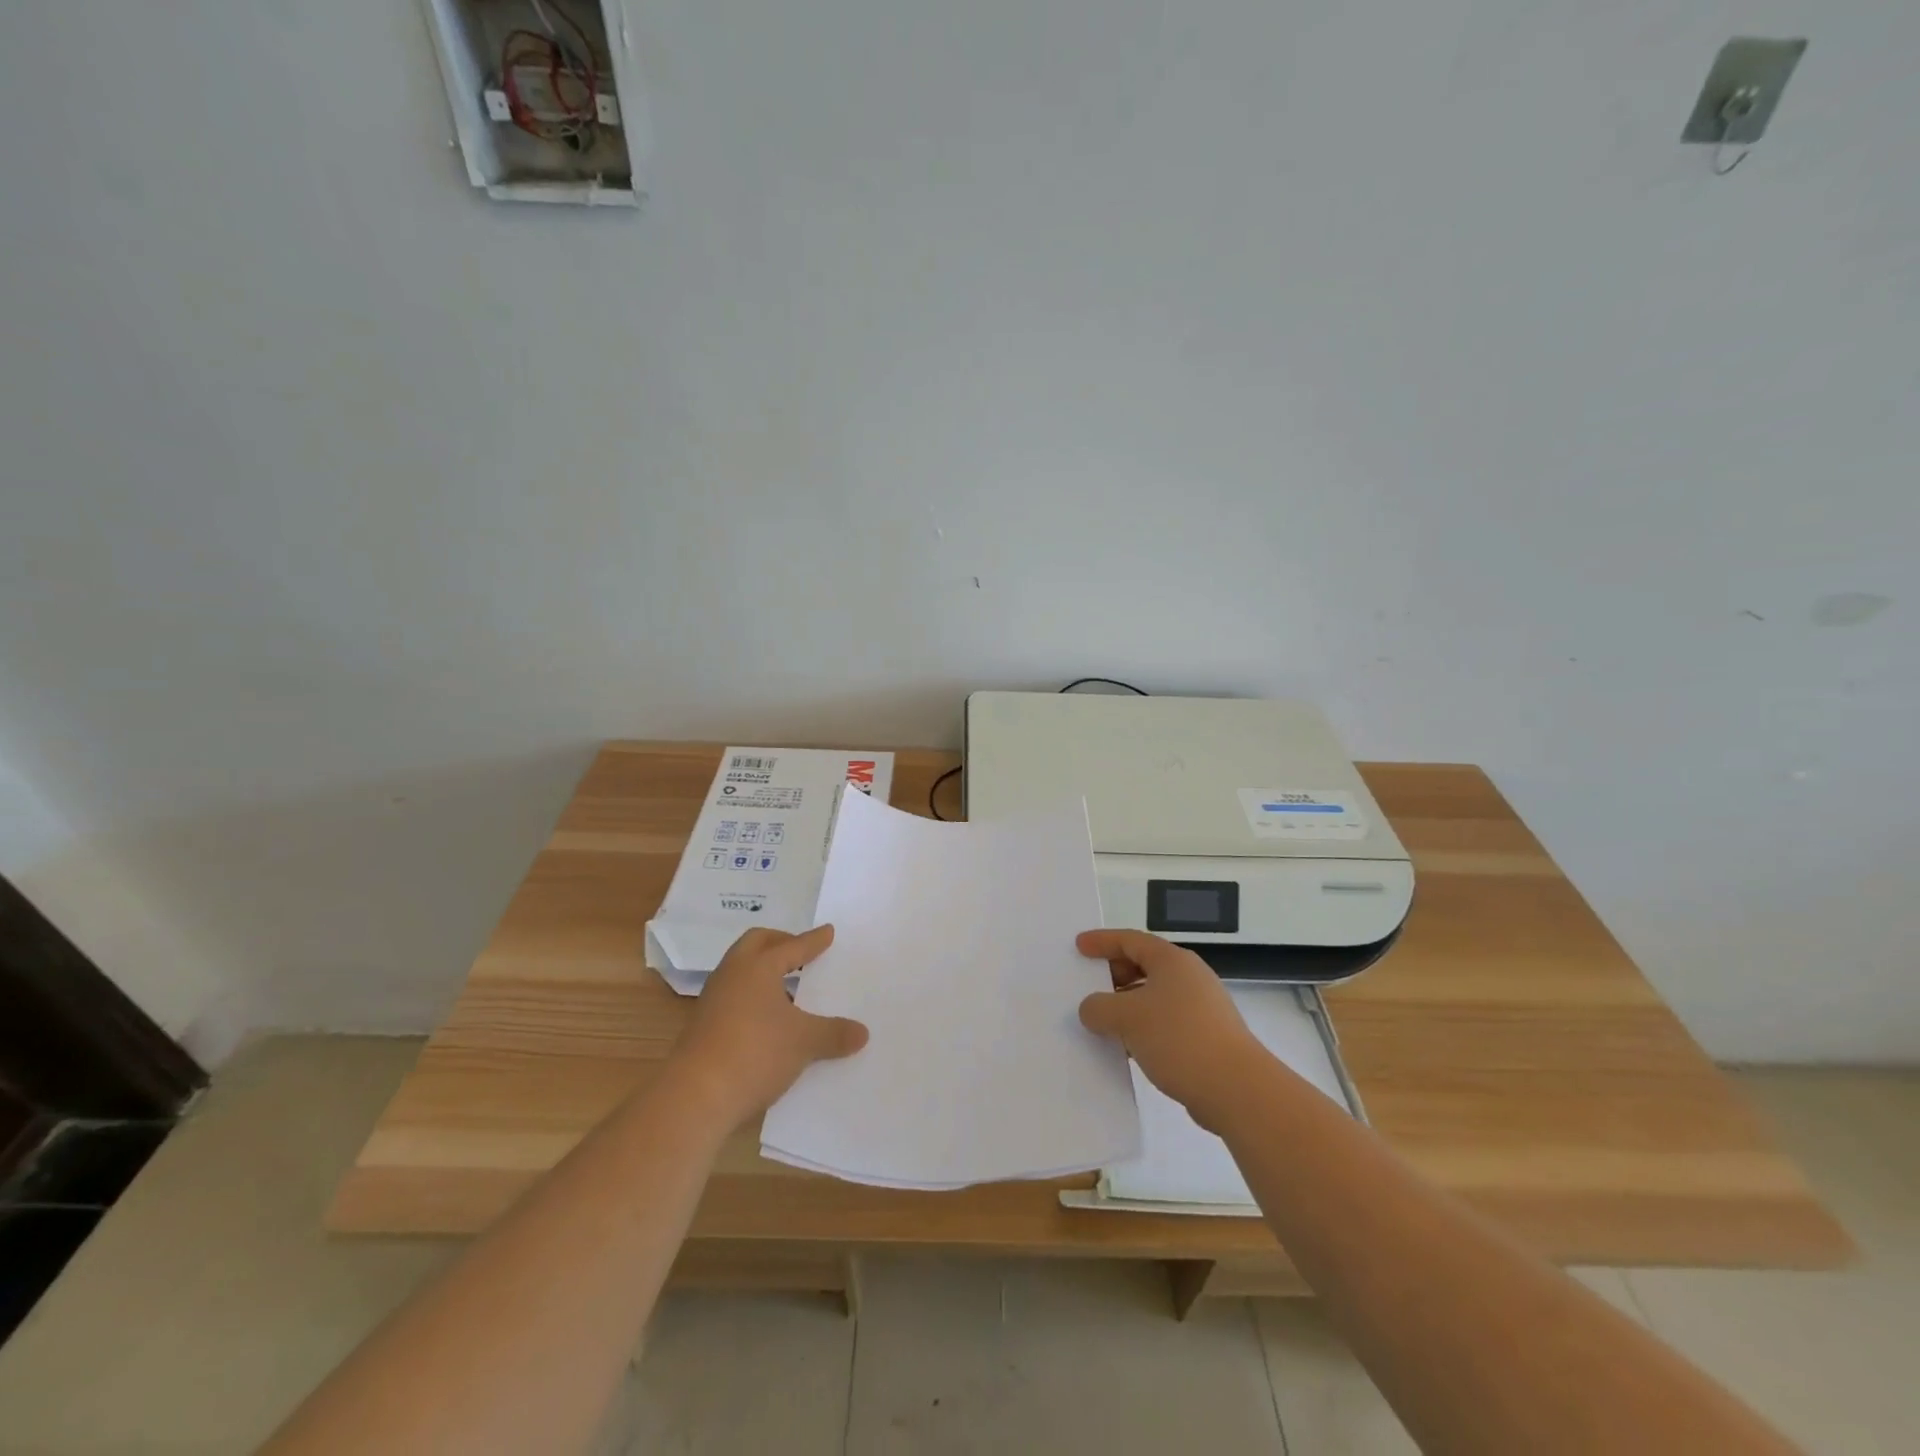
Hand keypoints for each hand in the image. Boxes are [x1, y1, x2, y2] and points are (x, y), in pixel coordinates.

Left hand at [671, 925, 868, 1127]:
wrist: (695, 1097)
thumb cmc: (755, 1053)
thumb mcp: (804, 1042)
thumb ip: (834, 1034)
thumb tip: (862, 1033)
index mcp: (757, 967)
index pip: (791, 946)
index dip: (812, 941)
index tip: (828, 932)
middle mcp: (732, 975)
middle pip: (756, 944)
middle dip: (780, 943)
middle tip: (800, 950)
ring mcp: (713, 1000)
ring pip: (741, 971)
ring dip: (763, 971)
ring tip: (788, 986)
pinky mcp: (703, 1027)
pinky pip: (734, 996)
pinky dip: (753, 997)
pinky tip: (769, 1019)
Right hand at [1077, 929, 1265, 1132]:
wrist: (1237, 1089)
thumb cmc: (1179, 1038)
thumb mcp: (1127, 1018)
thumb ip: (1099, 1008)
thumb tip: (1091, 1009)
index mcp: (1172, 961)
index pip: (1130, 940)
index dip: (1102, 941)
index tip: (1079, 946)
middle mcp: (1189, 977)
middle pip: (1144, 966)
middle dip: (1113, 974)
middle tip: (1087, 986)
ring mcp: (1201, 1008)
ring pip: (1154, 997)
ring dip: (1126, 1005)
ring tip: (1101, 1021)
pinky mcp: (1206, 1038)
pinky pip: (1164, 1023)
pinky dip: (1142, 1028)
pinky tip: (1126, 1048)